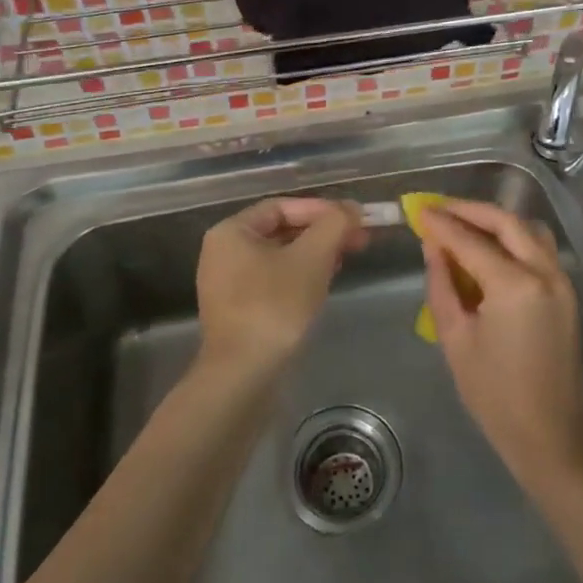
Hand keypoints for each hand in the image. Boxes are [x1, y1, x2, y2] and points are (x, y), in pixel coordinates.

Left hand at [196, 198, 366, 374]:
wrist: (243, 376)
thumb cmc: (274, 306)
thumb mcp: (312, 258)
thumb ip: (334, 225)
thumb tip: (352, 208)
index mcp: (231, 232)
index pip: (282, 206)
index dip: (321, 209)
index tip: (353, 218)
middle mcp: (223, 252)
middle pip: (282, 230)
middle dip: (322, 232)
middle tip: (359, 239)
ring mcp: (228, 283)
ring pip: (280, 256)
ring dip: (315, 254)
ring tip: (347, 258)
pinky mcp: (239, 310)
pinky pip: (273, 280)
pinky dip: (300, 275)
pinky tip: (324, 283)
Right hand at [417, 200, 582, 486]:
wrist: (552, 436)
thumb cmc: (496, 396)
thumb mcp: (456, 340)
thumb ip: (442, 285)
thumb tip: (433, 247)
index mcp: (515, 286)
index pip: (472, 241)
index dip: (442, 224)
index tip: (418, 210)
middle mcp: (545, 272)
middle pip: (506, 222)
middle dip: (470, 211)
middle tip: (438, 209)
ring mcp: (562, 280)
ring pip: (528, 230)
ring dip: (495, 220)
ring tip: (463, 224)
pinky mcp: (567, 292)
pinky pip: (539, 248)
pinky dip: (513, 238)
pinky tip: (490, 248)